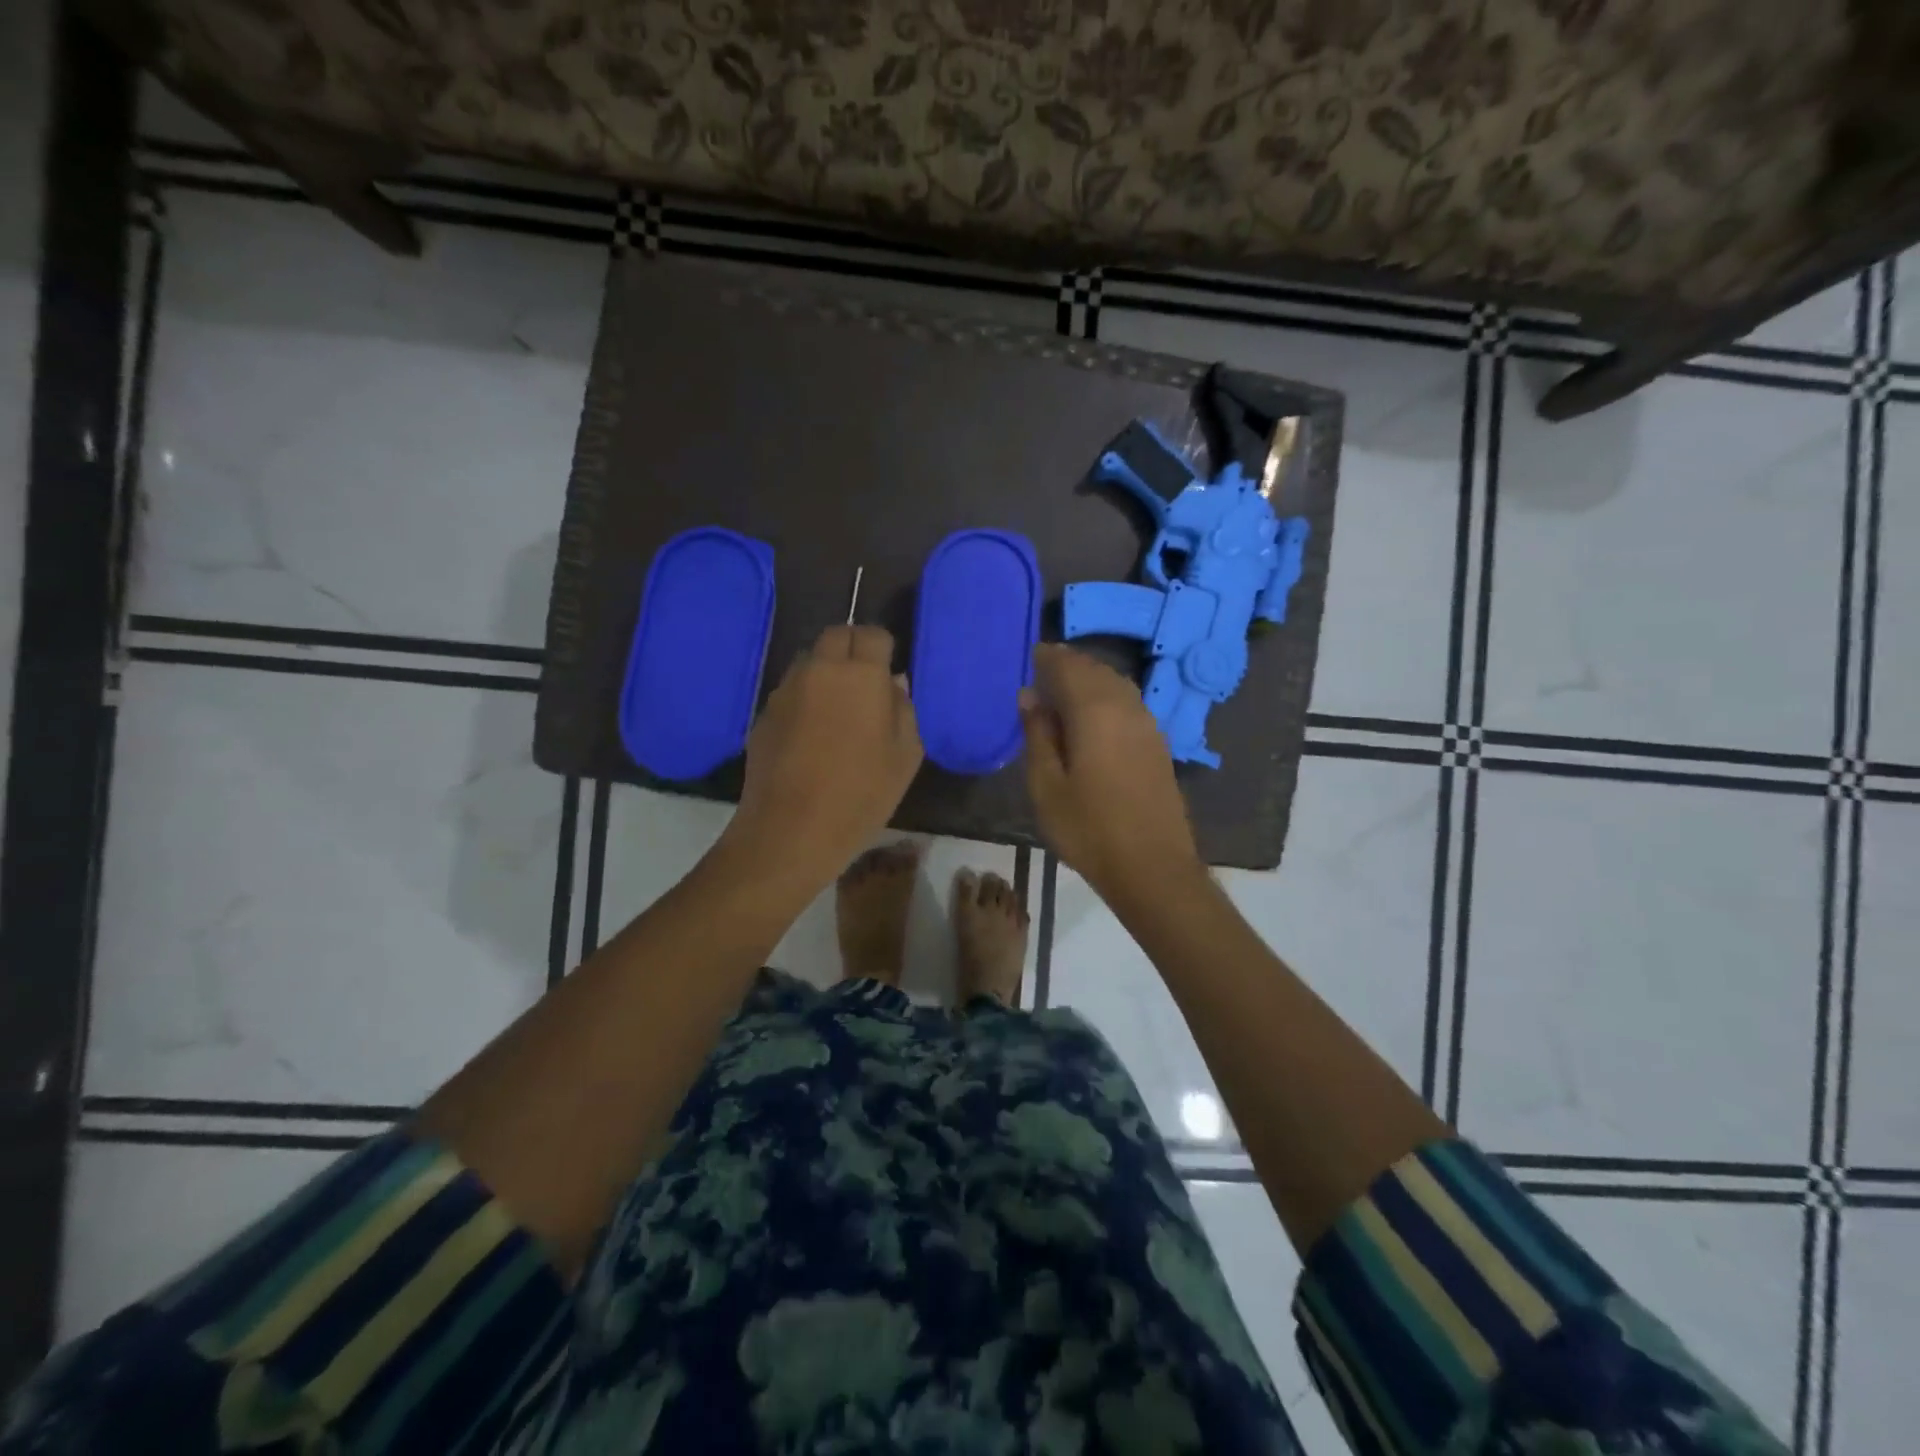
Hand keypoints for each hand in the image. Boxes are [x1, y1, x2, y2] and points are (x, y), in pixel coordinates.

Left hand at [722, 625, 922, 888]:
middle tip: (865, 684)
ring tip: (837, 709)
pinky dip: (804, 699)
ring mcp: (786, 690)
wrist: (791, 830)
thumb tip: (893, 684)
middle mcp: (819, 670)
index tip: (889, 673)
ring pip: (809, 661)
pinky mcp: (764, 714)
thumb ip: (904, 710)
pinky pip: (790, 691)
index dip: (883, 649)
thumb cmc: (861, 794)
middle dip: (853, 649)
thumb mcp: (905, 756)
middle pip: (836, 636)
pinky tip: (812, 734)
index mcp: (860, 675)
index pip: (873, 635)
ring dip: (825, 672)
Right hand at [1021, 643, 1202, 902]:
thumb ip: (1037, 735)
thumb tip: (1029, 696)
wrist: (1152, 867)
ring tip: (1065, 692)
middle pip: (1096, 670)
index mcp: (1095, 711)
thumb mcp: (1047, 786)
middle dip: (1070, 665)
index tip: (1030, 656)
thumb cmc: (1089, 829)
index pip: (1069, 667)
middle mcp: (1126, 707)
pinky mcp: (1159, 744)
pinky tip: (1094, 718)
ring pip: (1117, 685)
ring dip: (1091, 680)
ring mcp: (1148, 725)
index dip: (1048, 658)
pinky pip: (1129, 703)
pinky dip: (1108, 697)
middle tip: (1043, 671)